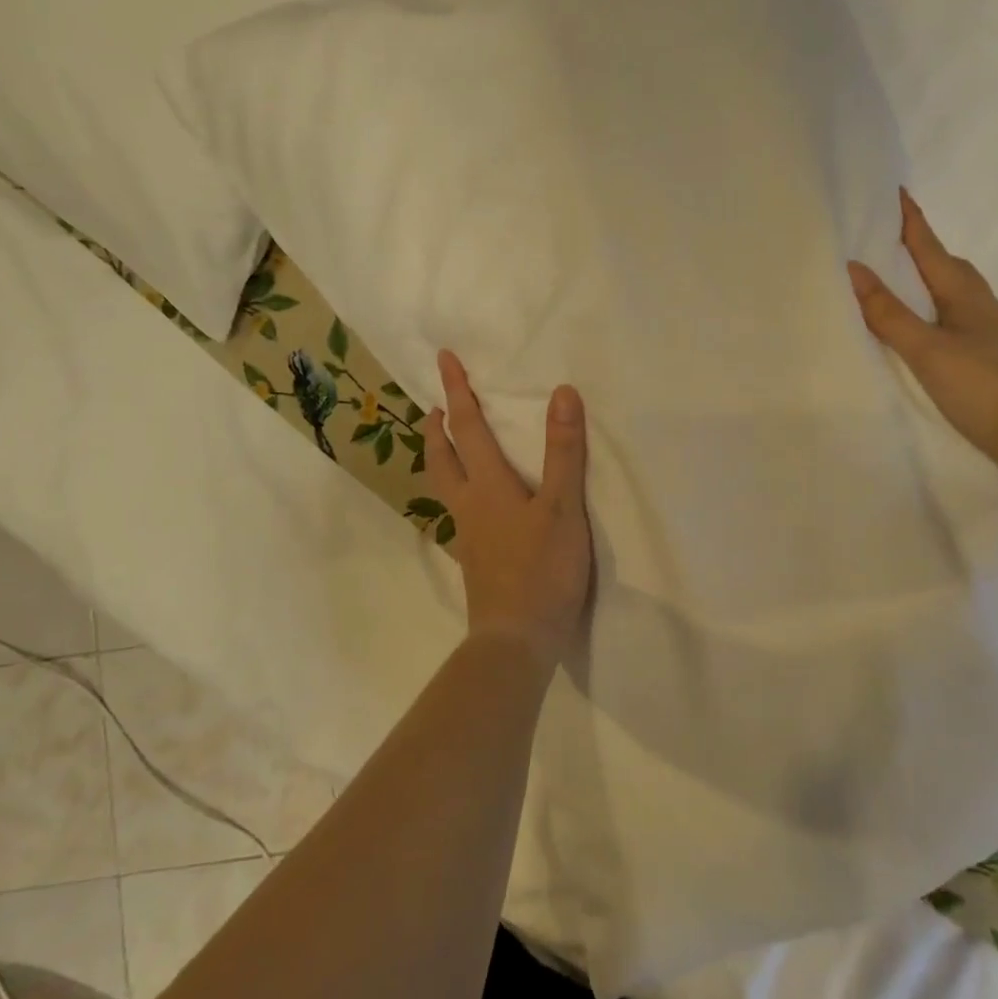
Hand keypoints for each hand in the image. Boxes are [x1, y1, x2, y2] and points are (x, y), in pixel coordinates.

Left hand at [427, 350, 592, 668]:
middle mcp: (469, 505)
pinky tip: (473, 505)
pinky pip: (458, 513)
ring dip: (441, 458)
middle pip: (442, 458)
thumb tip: (561, 393)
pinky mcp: (476, 561)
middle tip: (434, 406)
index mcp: (487, 486)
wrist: (516, 639)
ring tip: (446, 446)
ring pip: (445, 486)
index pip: (467, 427)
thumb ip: (563, 452)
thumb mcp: (563, 507)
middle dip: (437, 427)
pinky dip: (456, 492)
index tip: (443, 359)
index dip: (457, 391)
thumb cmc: (543, 570)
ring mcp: (468, 536)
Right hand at [848, 188, 997, 474]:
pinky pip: (951, 318)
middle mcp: (980, 306)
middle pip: (945, 265)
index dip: (911, 220)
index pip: (931, 247)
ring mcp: (987, 332)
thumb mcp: (928, 349)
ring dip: (924, 279)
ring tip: (895, 279)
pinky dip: (929, 310)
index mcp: (965, 294)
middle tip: (884, 236)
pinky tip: (919, 328)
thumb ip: (889, 314)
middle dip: (917, 247)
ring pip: (950, 293)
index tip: (894, 190)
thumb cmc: (984, 387)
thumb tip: (854, 269)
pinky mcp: (987, 358)